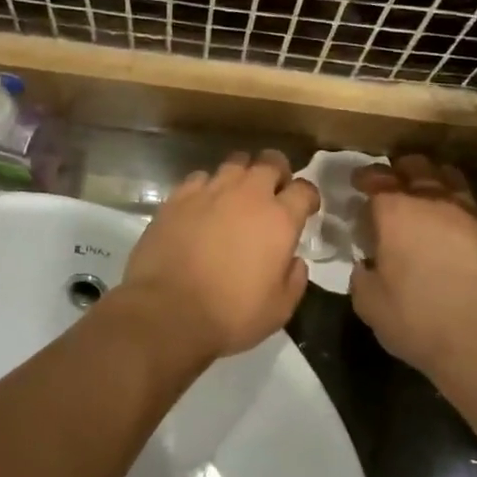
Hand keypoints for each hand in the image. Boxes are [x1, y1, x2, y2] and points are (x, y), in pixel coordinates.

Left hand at [117, 150, 319, 363]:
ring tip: (238, 195)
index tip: (305, 209)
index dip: (308, 197)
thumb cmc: (231, 315)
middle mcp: (248, 195)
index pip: (304, 189)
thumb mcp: (280, 309)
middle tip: (274, 192)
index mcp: (279, 219)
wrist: (167, 312)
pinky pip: (201, 177)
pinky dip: (208, 186)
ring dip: (243, 175)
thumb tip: (294, 260)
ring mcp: (210, 191)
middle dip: (278, 172)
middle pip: (270, 161)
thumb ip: (295, 278)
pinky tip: (204, 205)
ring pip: (235, 162)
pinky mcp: (178, 197)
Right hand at [349, 155, 476, 386]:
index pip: (377, 179)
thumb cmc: (418, 322)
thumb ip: (362, 273)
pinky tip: (457, 227)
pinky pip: (474, 208)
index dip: (365, 178)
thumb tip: (367, 263)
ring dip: (433, 181)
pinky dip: (460, 210)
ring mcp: (472, 214)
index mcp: (397, 213)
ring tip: (426, 195)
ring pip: (450, 179)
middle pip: (416, 168)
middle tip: (392, 184)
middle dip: (400, 170)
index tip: (358, 184)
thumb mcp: (369, 303)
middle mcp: (435, 202)